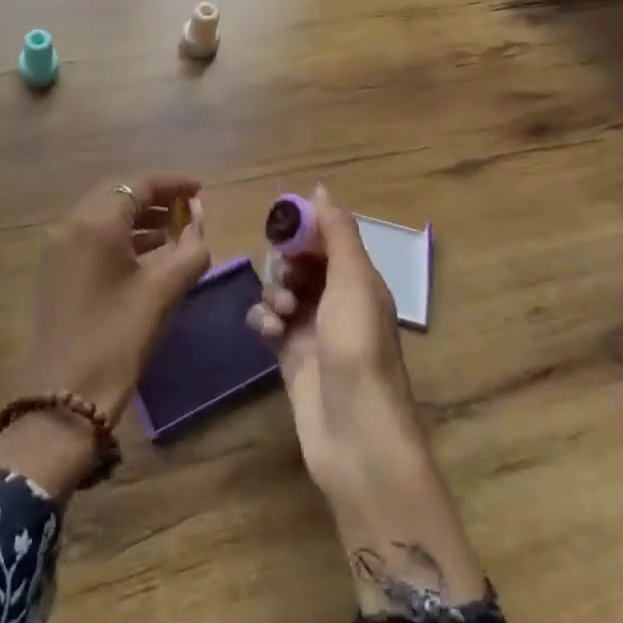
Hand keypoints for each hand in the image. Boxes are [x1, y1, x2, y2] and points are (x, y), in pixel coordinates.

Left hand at [0, 175, 209, 495]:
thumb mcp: (163, 291)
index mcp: (95, 222)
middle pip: (117, 194)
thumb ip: (190, 248)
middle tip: (188, 210)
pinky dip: (120, 237)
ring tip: (174, 232)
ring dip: (138, 218)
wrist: (64, 398)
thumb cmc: (118, 338)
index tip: (201, 190)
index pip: (138, 184)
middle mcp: (71, 225)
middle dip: (155, 198)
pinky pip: (91, 237)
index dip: (173, 183)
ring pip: (103, 216)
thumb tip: (199, 221)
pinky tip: (146, 256)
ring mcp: (58, 248)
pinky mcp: (54, 270)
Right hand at [251, 188, 492, 622]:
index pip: (327, 238)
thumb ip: (337, 233)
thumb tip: (320, 188)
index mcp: (359, 280)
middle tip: (284, 275)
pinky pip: (268, 324)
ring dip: (274, 294)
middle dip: (285, 263)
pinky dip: (264, 322)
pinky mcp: (290, 357)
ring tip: (280, 315)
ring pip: (281, 291)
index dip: (304, 228)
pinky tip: (267, 334)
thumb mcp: (353, 282)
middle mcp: (337, 301)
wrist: (355, 434)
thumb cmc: (358, 348)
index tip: (280, 225)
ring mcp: (313, 331)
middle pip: (301, 263)